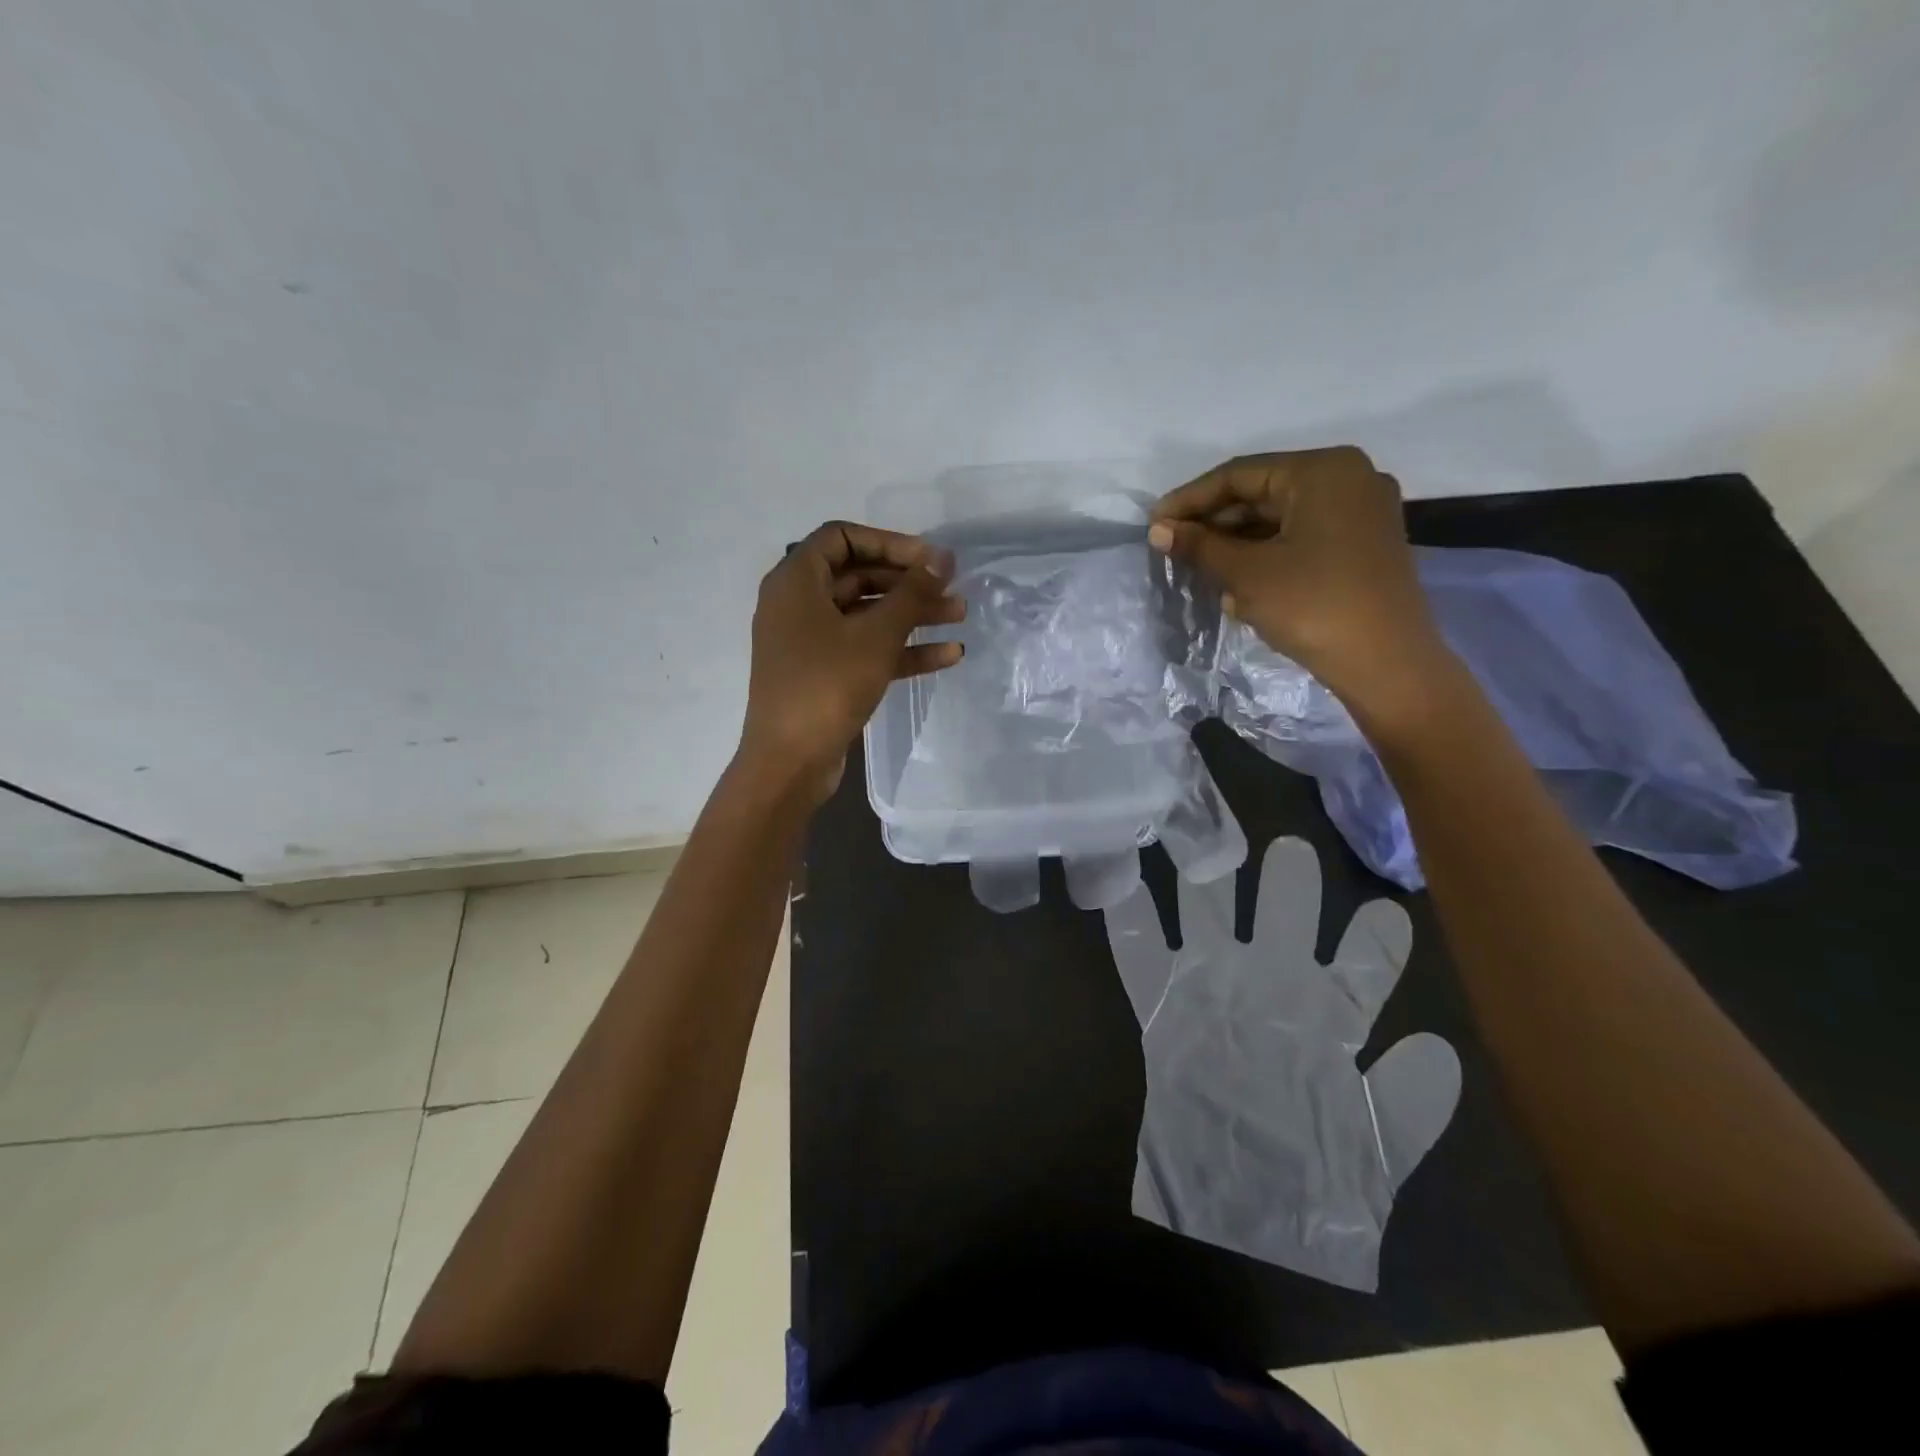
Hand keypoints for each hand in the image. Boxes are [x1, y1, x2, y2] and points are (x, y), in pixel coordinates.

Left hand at [739, 521, 964, 805]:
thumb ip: (911, 593)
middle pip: (859, 576)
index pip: (842, 538)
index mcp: (795, 581)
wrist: (790, 762)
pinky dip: (902, 649)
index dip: (889, 542)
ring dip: (913, 614)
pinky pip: (866, 649)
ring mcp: (810, 642)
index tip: (928, 558)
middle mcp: (798, 605)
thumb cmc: (827, 685)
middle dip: (908, 582)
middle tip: (952, 587)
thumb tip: (941, 559)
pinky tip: (947, 655)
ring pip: (867, 616)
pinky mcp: (824, 675)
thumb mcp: (875, 635)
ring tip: (960, 616)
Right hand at [1106, 837, 1459, 1290]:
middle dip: (1289, 887)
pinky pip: (1138, 955)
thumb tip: (1435, 1047)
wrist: (1235, 1216)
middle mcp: (1270, 990)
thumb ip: (1408, 1103)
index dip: (1375, 942)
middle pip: (1281, 923)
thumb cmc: (1312, 1182)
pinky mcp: (1160, 1006)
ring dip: (1208, 888)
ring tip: (1209, 850)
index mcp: (1327, 1019)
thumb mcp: (1375, 1153)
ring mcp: (1211, 990)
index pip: (1360, 969)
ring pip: (1210, 920)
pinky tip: (1118, 884)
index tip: (1388, 911)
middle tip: (1293, 851)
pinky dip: (1127, 919)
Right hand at [1147, 447, 1447, 719]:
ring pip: (1281, 518)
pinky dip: (1266, 554)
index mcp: (1322, 471)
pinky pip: (1302, 537)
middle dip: (1214, 523)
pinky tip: (1235, 582)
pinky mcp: (1363, 545)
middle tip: (1172, 548)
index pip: (1239, 475)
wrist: (1386, 663)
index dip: (1190, 500)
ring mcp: (1360, 513)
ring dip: (1236, 542)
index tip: (1153, 523)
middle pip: (1262, 493)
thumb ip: (1200, 546)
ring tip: (1196, 567)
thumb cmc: (1313, 605)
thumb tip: (1158, 530)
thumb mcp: (1247, 574)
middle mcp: (1348, 479)